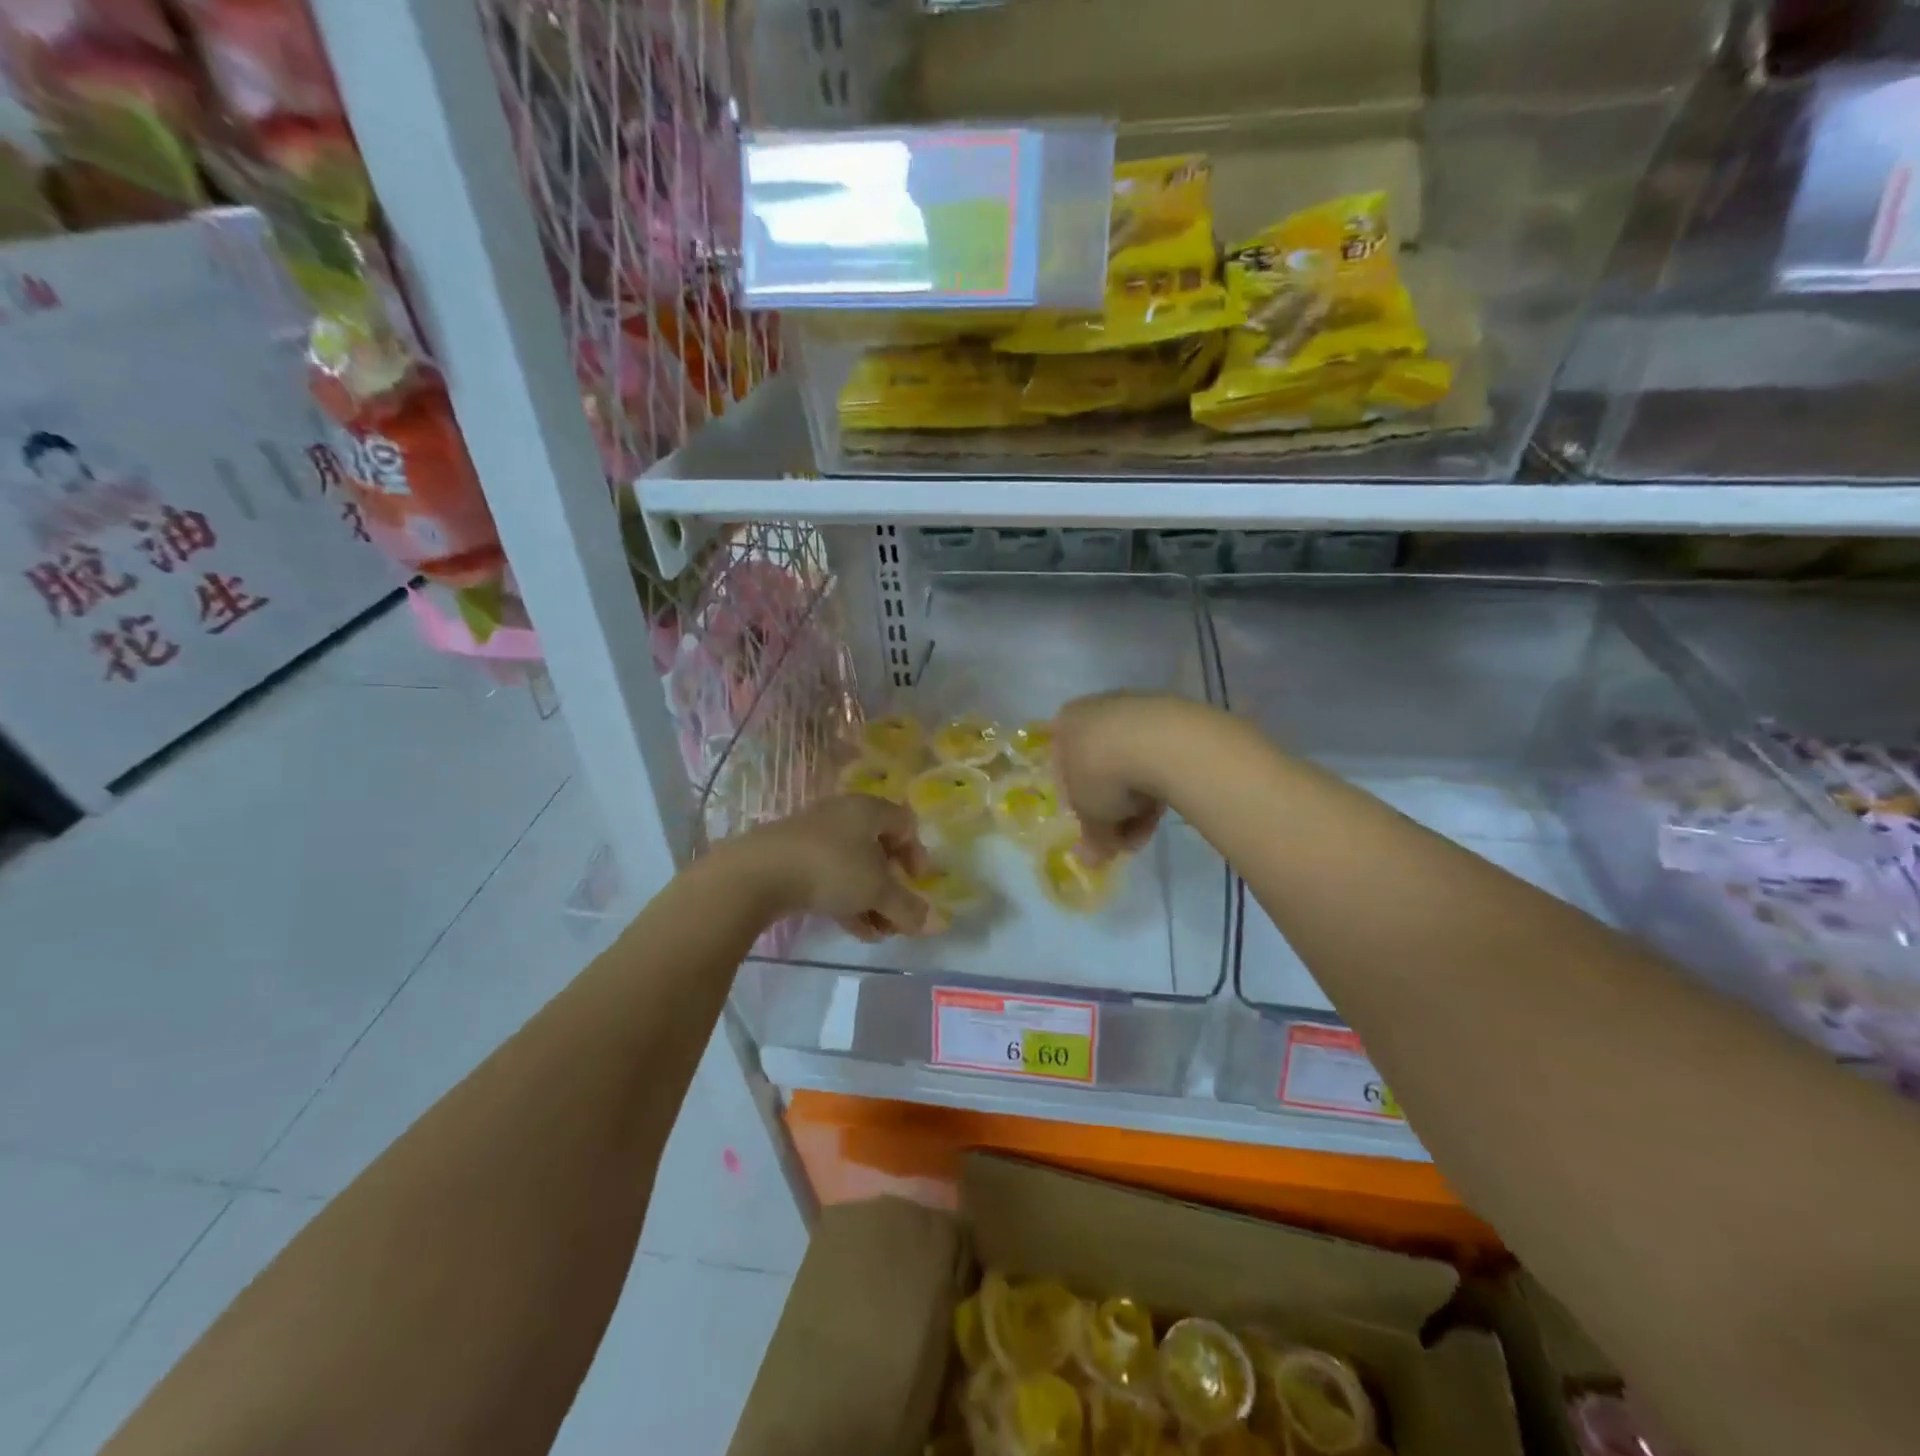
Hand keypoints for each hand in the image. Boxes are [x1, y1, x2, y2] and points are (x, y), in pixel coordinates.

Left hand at [732, 795, 933, 940]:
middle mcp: (843, 814)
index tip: (916, 884)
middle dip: (892, 886)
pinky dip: (845, 899)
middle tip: (897, 914)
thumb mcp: (876, 891)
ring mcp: (814, 835)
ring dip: (870, 898)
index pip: (905, 824)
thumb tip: (936, 924)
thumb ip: (908, 907)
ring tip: (876, 931)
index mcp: (868, 809)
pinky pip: (829, 875)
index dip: (917, 855)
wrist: (756, 873)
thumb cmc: (830, 868)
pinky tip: (852, 928)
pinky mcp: (792, 856)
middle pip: (879, 848)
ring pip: (853, 866)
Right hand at [1049, 692, 1174, 865]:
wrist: (1158, 739)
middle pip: (1102, 768)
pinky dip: (1160, 776)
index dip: (1083, 808)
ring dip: (1139, 797)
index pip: (1067, 774)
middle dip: (1115, 807)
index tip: (1099, 830)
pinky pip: (1157, 752)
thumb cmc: (1103, 773)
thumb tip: (1089, 861)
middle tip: (1129, 835)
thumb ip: (1091, 837)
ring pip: (1131, 762)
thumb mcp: (1091, 815)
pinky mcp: (1169, 711)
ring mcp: (1133, 707)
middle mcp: (1094, 710)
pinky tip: (1171, 797)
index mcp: (1064, 726)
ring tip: (1152, 821)